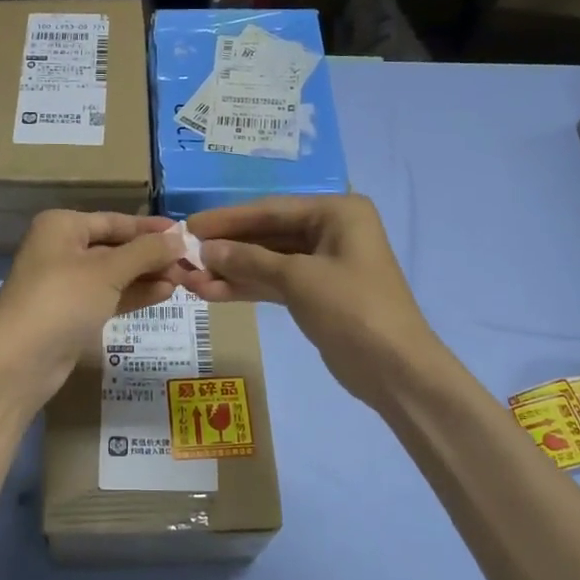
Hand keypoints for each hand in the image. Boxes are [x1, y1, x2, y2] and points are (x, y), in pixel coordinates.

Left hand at [0, 211, 185, 406]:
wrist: (19, 360)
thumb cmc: (63, 300)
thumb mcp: (108, 271)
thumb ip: (146, 252)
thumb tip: (180, 239)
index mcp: (62, 226)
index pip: (115, 221)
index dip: (150, 228)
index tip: (185, 234)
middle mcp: (61, 249)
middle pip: (115, 247)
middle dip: (151, 255)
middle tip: (190, 263)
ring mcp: (65, 283)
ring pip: (114, 274)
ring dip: (146, 276)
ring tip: (183, 280)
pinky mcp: (71, 313)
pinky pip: (108, 296)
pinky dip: (133, 294)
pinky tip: (164, 294)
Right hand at [182, 195, 441, 411]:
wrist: (395, 370)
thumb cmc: (352, 309)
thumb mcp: (298, 279)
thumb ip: (249, 260)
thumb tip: (205, 250)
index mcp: (337, 212)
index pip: (271, 209)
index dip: (228, 219)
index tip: (189, 225)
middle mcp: (331, 230)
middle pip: (267, 234)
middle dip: (227, 248)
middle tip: (184, 256)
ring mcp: (323, 264)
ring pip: (268, 261)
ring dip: (231, 271)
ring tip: (189, 281)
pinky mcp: (316, 294)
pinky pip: (275, 283)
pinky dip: (247, 288)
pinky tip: (212, 294)